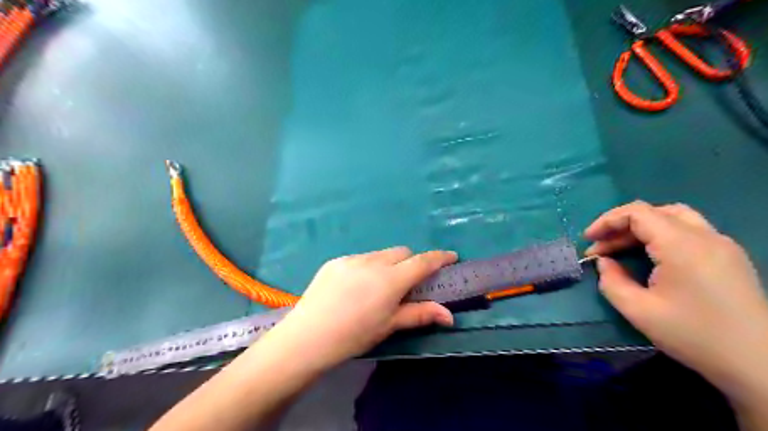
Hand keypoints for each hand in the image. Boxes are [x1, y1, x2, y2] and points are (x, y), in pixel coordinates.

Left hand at [268, 249, 454, 369]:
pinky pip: (360, 258)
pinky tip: (356, 288)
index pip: (423, 262)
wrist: (307, 337)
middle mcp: (373, 262)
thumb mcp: (389, 325)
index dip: (440, 258)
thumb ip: (420, 314)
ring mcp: (352, 259)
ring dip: (388, 264)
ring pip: (380, 254)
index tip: (451, 257)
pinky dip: (367, 267)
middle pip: (402, 252)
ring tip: (378, 287)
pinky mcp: (335, 261)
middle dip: (411, 262)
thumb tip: (449, 316)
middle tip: (408, 283)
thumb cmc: (354, 335)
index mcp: (391, 279)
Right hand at [586, 201, 767, 394]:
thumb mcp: (638, 311)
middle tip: (602, 247)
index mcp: (682, 245)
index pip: (637, 213)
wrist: (760, 364)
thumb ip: (611, 281)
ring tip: (622, 248)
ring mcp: (722, 244)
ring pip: (674, 217)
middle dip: (621, 225)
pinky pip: (689, 231)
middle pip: (654, 211)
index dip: (606, 221)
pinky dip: (661, 235)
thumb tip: (604, 262)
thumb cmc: (694, 335)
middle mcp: (705, 236)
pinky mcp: (729, 256)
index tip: (588, 240)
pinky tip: (651, 257)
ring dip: (642, 228)